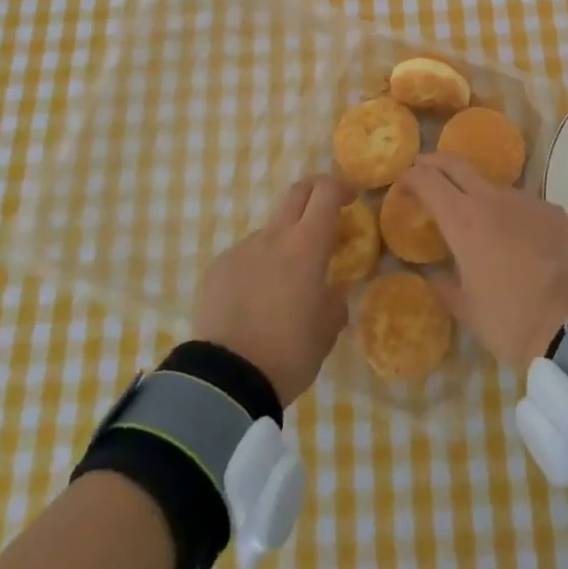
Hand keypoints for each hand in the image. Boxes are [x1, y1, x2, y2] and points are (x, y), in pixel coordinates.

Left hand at [192, 174, 353, 405]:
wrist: (226, 380)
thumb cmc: (289, 352)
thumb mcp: (328, 330)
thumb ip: (335, 300)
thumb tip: (332, 290)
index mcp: (307, 245)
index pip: (326, 193)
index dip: (340, 188)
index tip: (350, 200)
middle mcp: (273, 237)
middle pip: (296, 193)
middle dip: (314, 194)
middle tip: (324, 214)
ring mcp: (241, 250)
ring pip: (269, 231)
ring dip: (283, 242)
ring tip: (284, 284)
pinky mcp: (216, 269)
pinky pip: (244, 257)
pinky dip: (256, 268)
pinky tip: (254, 303)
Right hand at [396, 155, 567, 367]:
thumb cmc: (510, 320)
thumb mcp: (468, 310)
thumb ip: (445, 286)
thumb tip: (434, 275)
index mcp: (463, 220)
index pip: (428, 181)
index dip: (411, 178)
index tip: (402, 185)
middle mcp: (492, 199)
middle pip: (457, 164)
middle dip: (436, 163)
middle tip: (424, 169)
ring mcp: (526, 200)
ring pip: (494, 188)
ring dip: (479, 197)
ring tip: (481, 225)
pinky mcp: (554, 210)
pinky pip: (525, 207)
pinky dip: (514, 218)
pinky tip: (521, 244)